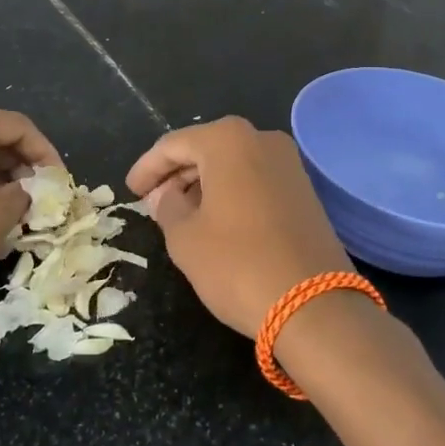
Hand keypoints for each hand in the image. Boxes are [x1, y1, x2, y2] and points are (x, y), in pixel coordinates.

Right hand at [126, 116, 351, 337]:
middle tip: (151, 202)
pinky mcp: (305, 191)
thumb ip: (167, 207)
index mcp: (228, 140)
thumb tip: (165, 196)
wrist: (315, 306)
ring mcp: (289, 164)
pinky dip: (231, 192)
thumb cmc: (238, 263)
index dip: (148, 168)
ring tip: (179, 213)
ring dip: (203, 184)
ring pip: (232, 164)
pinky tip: (215, 220)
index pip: (174, 145)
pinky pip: (255, 179)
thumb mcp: (185, 238)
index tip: (130, 191)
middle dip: (176, 174)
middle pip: (206, 149)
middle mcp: (262, 139)